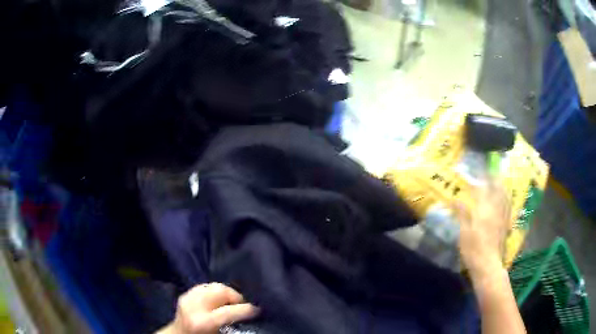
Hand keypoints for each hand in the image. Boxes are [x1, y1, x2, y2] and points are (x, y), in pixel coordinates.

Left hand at [159, 283, 259, 333]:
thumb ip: (231, 323)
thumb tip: (247, 313)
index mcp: (204, 322)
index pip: (230, 311)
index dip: (247, 309)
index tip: (257, 309)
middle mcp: (194, 307)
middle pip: (221, 291)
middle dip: (235, 296)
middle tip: (243, 305)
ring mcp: (188, 298)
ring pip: (213, 285)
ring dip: (225, 293)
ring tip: (231, 302)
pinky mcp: (185, 295)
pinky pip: (204, 287)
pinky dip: (214, 291)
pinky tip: (218, 300)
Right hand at [452, 182, 510, 279]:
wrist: (488, 265)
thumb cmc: (473, 250)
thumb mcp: (464, 233)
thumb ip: (462, 214)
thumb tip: (455, 199)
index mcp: (484, 211)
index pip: (482, 190)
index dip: (479, 180)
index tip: (476, 173)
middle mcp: (496, 210)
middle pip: (497, 190)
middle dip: (494, 180)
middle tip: (490, 173)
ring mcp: (503, 217)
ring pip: (505, 197)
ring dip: (502, 187)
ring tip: (499, 181)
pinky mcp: (506, 225)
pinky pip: (508, 206)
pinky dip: (507, 199)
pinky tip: (506, 198)